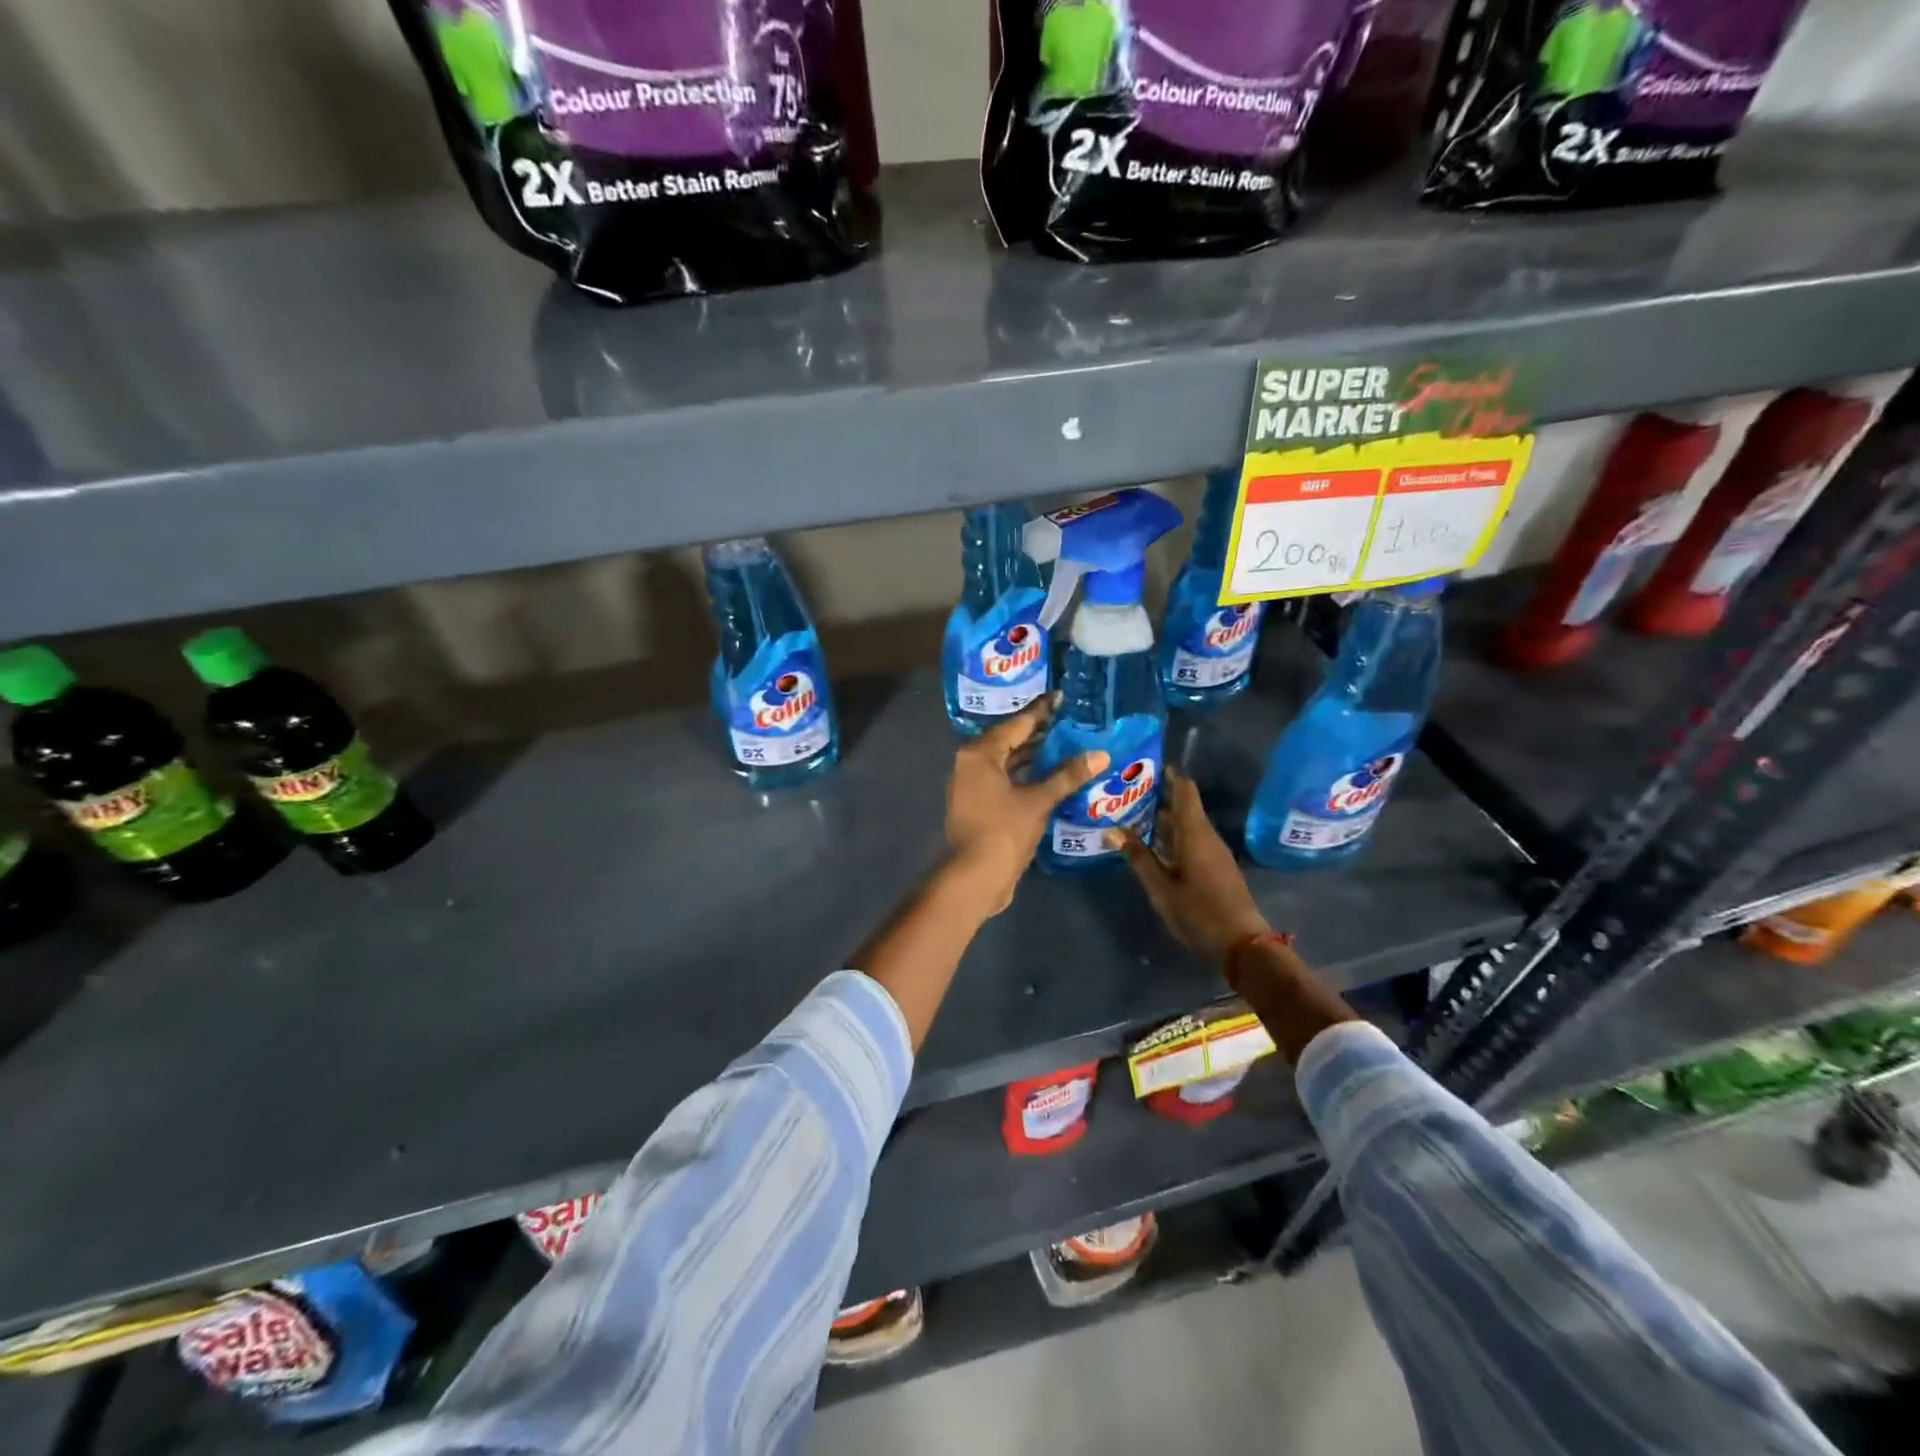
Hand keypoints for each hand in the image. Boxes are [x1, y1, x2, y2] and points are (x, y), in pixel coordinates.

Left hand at [945, 696, 1108, 912]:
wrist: (974, 877)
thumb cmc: (1003, 831)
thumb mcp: (1039, 801)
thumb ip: (1067, 775)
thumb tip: (1100, 755)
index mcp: (980, 754)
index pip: (1017, 724)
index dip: (1041, 711)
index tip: (1061, 697)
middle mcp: (971, 764)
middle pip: (1009, 741)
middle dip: (1039, 734)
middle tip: (1071, 722)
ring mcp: (972, 786)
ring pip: (1007, 763)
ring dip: (1034, 757)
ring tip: (1067, 746)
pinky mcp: (978, 806)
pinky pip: (1006, 781)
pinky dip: (1027, 777)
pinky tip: (1052, 778)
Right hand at [1108, 768, 1270, 963]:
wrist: (1242, 945)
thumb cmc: (1199, 912)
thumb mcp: (1161, 888)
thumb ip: (1139, 858)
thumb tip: (1113, 830)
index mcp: (1195, 834)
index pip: (1185, 791)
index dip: (1169, 776)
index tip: (1146, 767)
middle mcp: (1207, 837)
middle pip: (1185, 807)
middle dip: (1159, 798)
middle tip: (1127, 794)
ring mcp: (1214, 853)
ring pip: (1188, 826)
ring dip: (1164, 820)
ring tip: (1133, 817)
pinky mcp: (1216, 868)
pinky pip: (1192, 841)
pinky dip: (1173, 837)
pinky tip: (1153, 846)